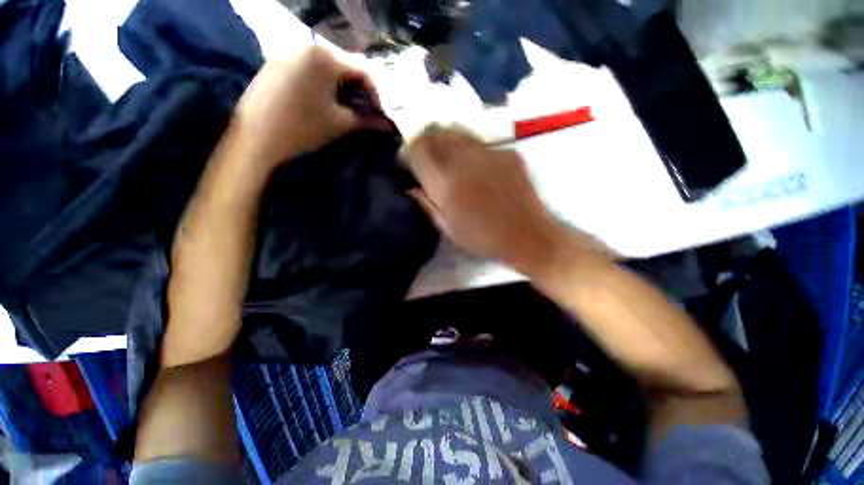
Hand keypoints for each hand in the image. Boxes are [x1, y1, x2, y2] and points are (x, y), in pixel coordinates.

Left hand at [231, 47, 382, 169]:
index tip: (380, 114)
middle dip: (359, 91)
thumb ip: (367, 121)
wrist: (257, 138)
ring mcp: (288, 54)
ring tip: (346, 109)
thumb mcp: (340, 124)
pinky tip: (322, 103)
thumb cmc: (303, 128)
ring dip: (341, 89)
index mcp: (324, 57)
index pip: (362, 71)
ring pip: (327, 69)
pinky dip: (322, 85)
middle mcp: (306, 47)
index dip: (376, 94)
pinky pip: (308, 70)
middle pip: (344, 67)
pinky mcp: (276, 64)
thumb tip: (388, 125)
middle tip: (365, 112)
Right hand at [403, 127, 569, 273]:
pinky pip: (478, 143)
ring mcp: (488, 151)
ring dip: (446, 144)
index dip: (409, 154)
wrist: (528, 235)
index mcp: (446, 180)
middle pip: (435, 135)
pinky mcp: (506, 152)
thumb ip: (426, 203)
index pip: (417, 149)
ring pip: (456, 133)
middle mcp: (464, 158)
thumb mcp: (447, 228)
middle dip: (425, 145)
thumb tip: (411, 186)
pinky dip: (469, 150)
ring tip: (449, 162)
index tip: (410, 166)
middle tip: (427, 162)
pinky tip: (475, 168)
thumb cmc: (483, 238)